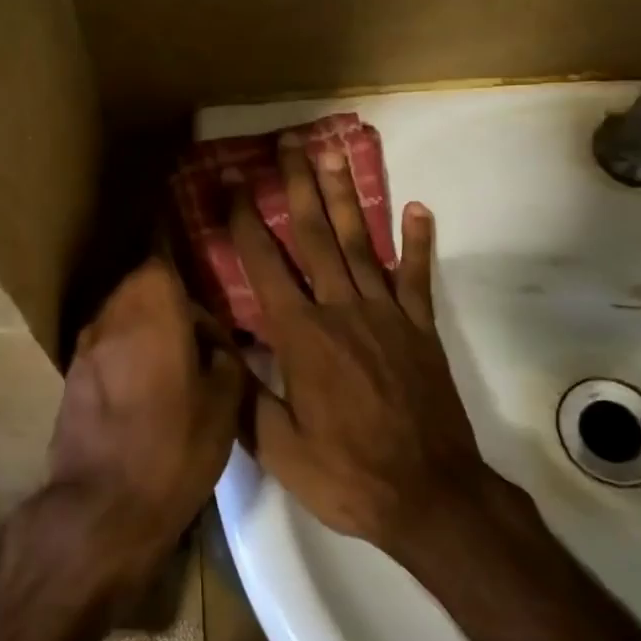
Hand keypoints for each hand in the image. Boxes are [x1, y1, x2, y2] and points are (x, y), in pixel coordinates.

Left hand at [14, 258, 245, 599]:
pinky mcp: (70, 374)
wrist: (102, 508)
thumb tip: (214, 344)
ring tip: (173, 357)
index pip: (162, 257)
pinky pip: (105, 344)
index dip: (184, 265)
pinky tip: (144, 384)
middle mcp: (112, 314)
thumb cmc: (174, 448)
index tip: (205, 280)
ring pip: (120, 313)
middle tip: (197, 329)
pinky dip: (125, 350)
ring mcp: (85, 344)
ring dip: (144, 324)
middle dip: (168, 298)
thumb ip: (223, 358)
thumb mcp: (224, 404)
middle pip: (139, 284)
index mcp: (152, 308)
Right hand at [229, 138, 498, 557]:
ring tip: (333, 155)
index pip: (265, 265)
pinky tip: (417, 208)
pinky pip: (417, 276)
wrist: (431, 497)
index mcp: (302, 337)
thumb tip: (210, 340)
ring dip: (346, 197)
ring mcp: (387, 315)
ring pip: (360, 244)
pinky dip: (417, 241)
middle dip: (298, 186)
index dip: (246, 220)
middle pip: (315, 236)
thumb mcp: (277, 446)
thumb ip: (242, 389)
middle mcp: (342, 311)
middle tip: (289, 143)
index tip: (233, 182)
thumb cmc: (346, 474)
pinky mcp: (420, 329)